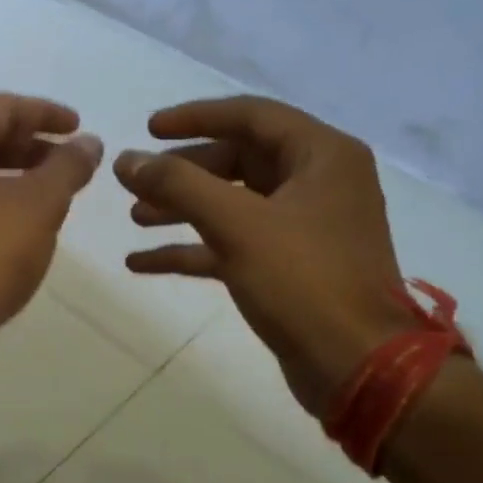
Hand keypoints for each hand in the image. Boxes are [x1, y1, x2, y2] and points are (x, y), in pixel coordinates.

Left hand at [0, 94, 102, 372]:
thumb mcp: (38, 205)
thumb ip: (67, 167)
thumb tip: (88, 143)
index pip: (1, 107)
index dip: (47, 115)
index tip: (80, 128)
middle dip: (28, 145)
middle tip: (67, 161)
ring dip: (9, 174)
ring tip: (48, 192)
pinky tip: (14, 223)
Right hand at [114, 96, 414, 416]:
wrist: (356, 366)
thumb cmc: (303, 281)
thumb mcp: (236, 224)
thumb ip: (177, 185)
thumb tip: (126, 159)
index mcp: (322, 156)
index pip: (251, 116)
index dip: (195, 117)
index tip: (148, 128)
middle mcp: (318, 183)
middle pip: (239, 160)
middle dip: (183, 173)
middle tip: (136, 183)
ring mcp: (304, 227)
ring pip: (233, 204)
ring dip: (183, 209)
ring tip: (134, 218)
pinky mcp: (289, 267)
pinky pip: (233, 244)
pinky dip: (192, 249)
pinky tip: (142, 263)